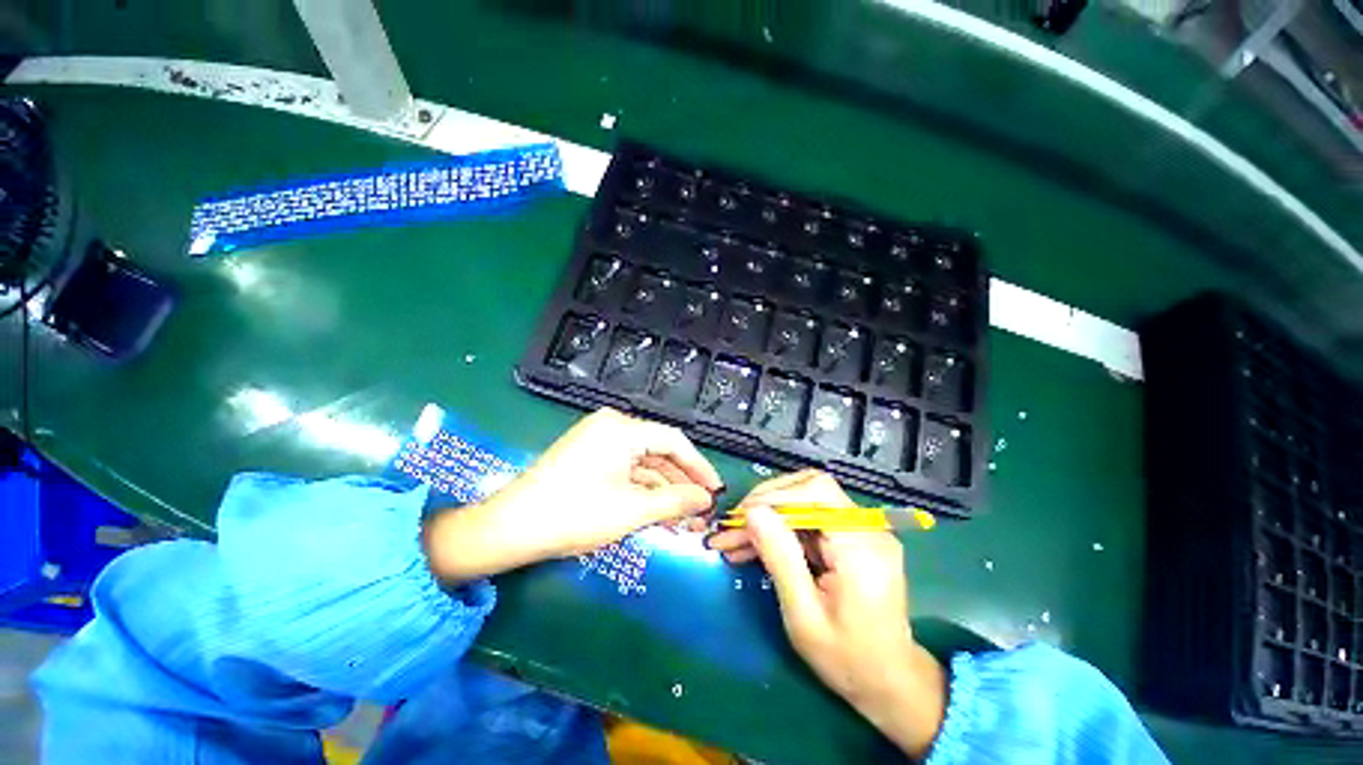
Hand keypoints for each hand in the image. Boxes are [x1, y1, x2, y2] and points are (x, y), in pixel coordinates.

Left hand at [425, 408, 722, 582]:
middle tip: (701, 510)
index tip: (715, 490)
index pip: (674, 441)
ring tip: (683, 519)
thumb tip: (706, 499)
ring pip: (642, 464)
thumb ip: (675, 502)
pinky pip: (625, 469)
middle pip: (658, 452)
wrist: (510, 528)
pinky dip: (641, 490)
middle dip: (681, 483)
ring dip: (662, 490)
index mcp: (622, 428)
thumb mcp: (632, 510)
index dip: (699, 467)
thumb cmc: (574, 514)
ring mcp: (598, 440)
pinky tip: (657, 512)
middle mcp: (611, 426)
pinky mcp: (588, 456)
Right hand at [709, 470, 946, 758]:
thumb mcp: (804, 616)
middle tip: (733, 527)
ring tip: (735, 538)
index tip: (741, 517)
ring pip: (805, 501)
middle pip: (810, 488)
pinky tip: (755, 545)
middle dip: (767, 503)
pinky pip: (810, 518)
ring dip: (769, 515)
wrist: (890, 682)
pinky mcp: (852, 536)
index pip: (817, 491)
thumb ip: (780, 558)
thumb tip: (753, 512)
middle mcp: (866, 528)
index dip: (775, 495)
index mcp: (861, 546)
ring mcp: (861, 530)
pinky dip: (781, 528)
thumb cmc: (848, 660)